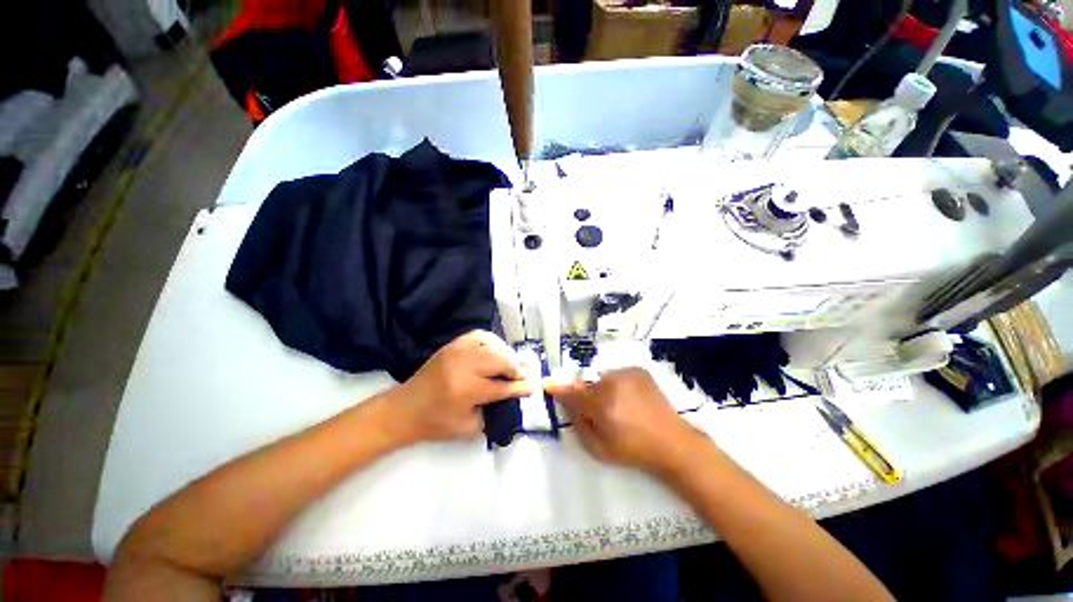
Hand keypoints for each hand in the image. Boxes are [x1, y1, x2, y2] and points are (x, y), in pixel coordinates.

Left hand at [391, 330, 533, 443]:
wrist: (405, 408)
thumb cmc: (436, 423)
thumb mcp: (468, 427)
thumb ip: (493, 410)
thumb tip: (511, 395)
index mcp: (467, 391)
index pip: (503, 387)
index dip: (521, 387)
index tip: (533, 386)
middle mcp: (464, 367)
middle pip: (501, 360)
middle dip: (516, 368)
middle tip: (523, 375)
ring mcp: (457, 352)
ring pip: (492, 346)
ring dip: (506, 355)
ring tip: (510, 364)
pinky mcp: (452, 346)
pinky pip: (479, 335)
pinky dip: (492, 341)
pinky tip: (495, 350)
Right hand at [545, 368, 709, 476]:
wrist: (673, 443)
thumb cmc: (633, 451)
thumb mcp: (598, 448)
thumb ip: (578, 422)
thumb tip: (565, 401)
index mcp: (602, 405)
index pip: (572, 392)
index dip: (559, 388)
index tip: (548, 385)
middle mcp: (612, 383)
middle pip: (587, 384)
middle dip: (587, 396)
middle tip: (601, 412)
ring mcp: (627, 374)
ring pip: (602, 378)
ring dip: (603, 389)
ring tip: (620, 407)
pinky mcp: (638, 370)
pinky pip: (617, 374)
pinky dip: (617, 384)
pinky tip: (630, 399)